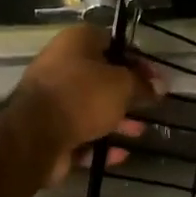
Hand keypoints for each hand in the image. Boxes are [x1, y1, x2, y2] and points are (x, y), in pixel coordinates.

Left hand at [9, 24, 161, 184]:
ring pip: (91, 108)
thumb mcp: (121, 85)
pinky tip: (121, 154)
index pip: (112, 42)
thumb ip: (142, 84)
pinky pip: (81, 135)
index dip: (136, 59)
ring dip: (116, 120)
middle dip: (127, 94)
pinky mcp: (49, 130)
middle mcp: (60, 66)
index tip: (156, 79)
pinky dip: (100, 144)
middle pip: (101, 77)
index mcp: (75, 42)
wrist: (36, 136)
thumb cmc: (82, 97)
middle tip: (150, 106)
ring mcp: (52, 100)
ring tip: (140, 132)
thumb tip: (159, 86)